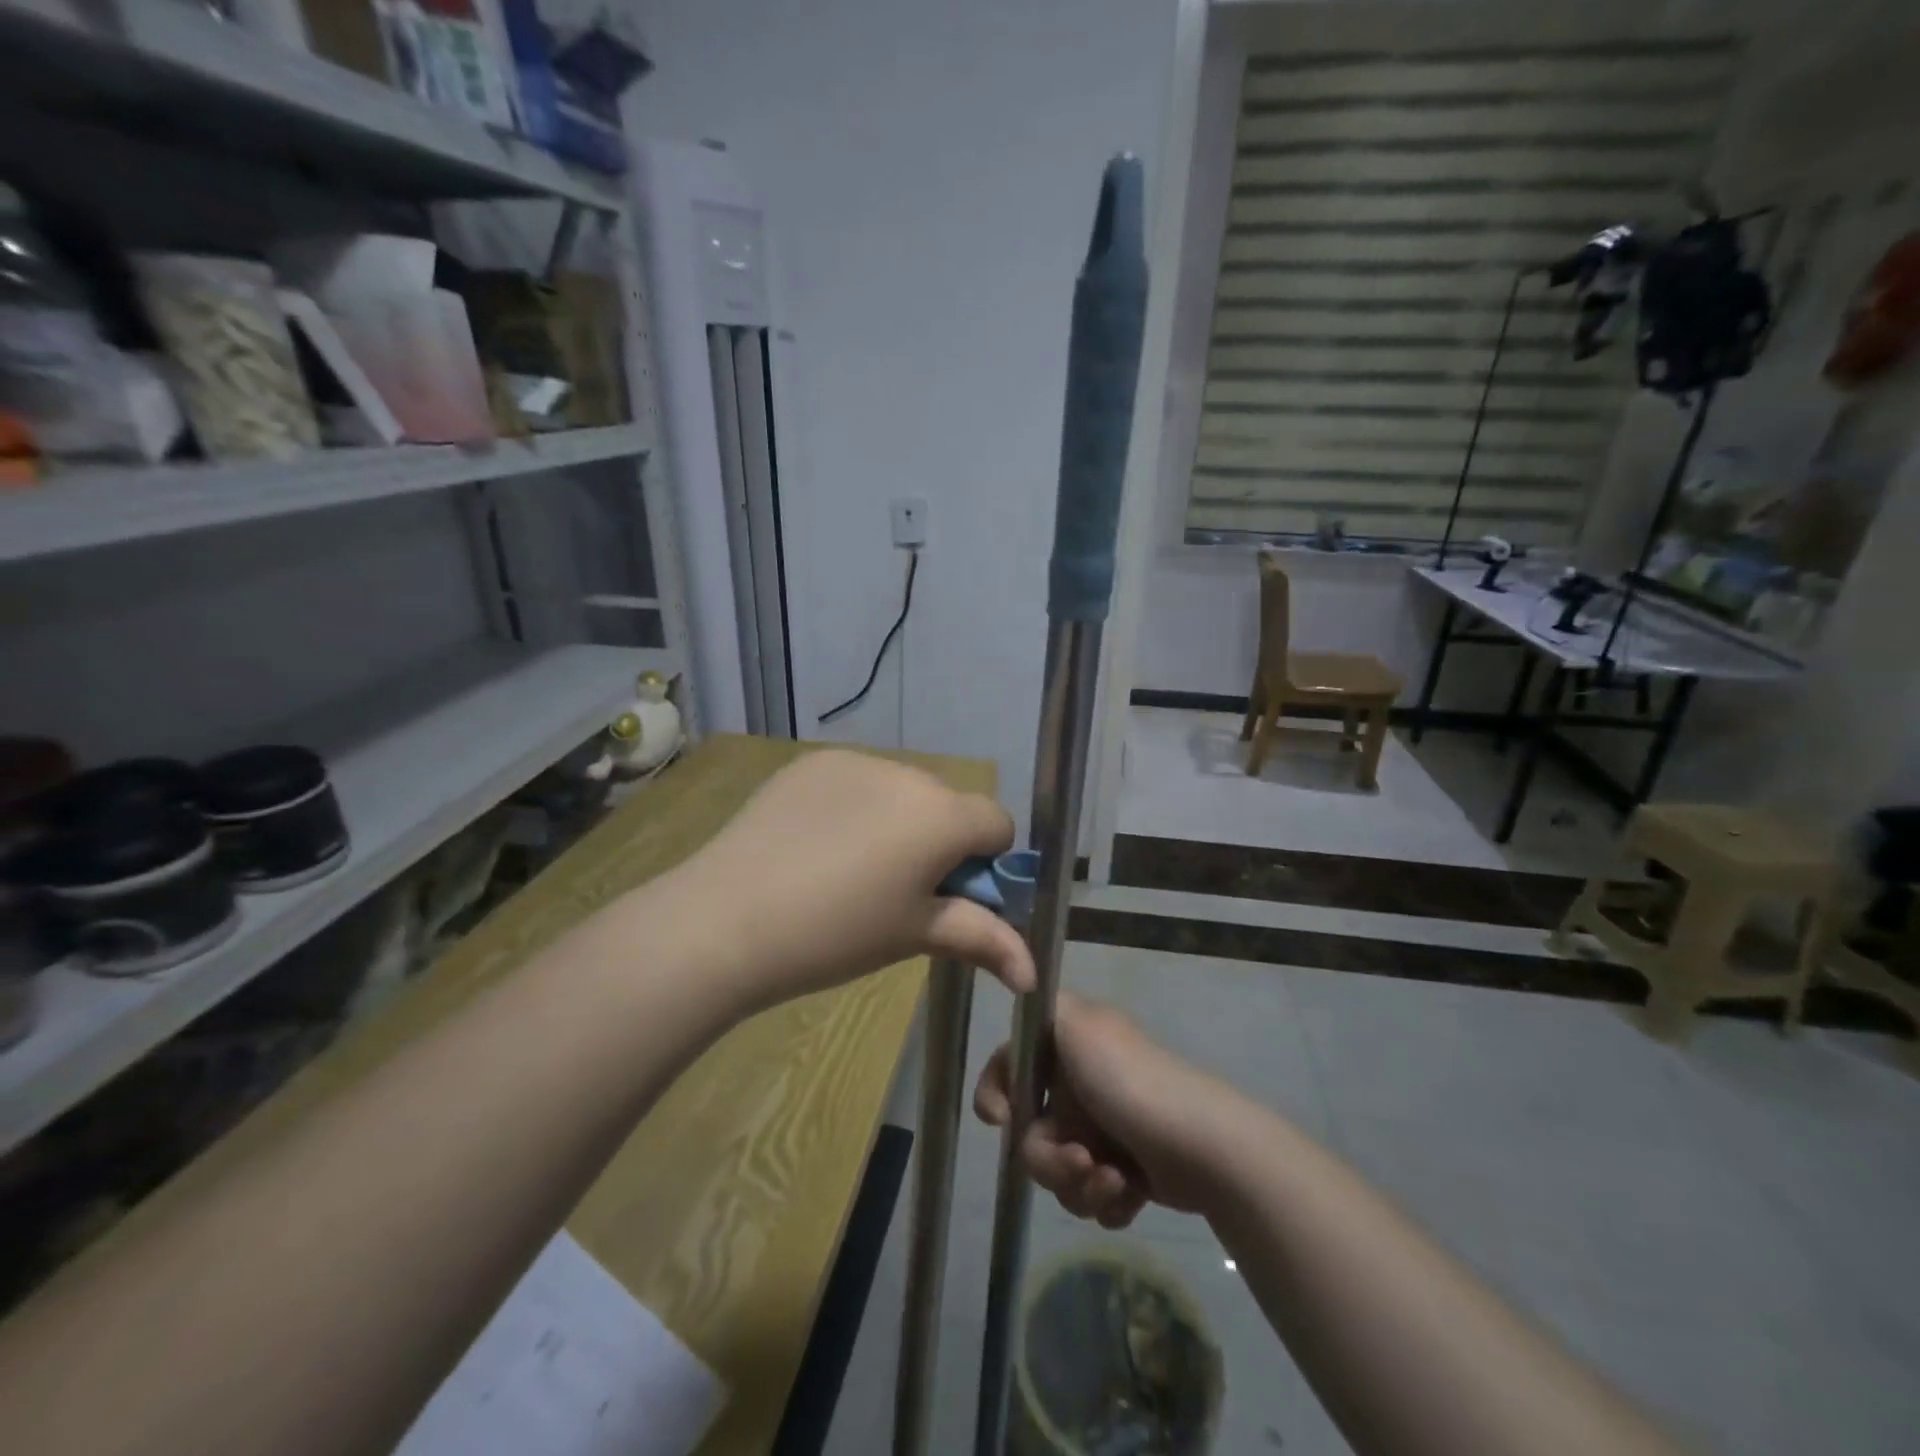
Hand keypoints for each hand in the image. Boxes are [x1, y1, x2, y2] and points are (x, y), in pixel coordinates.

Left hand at [675, 749, 1034, 1007]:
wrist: (725, 918)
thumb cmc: (835, 934)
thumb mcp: (914, 935)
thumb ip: (982, 940)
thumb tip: (1033, 974)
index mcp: (941, 814)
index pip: (997, 823)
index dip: (985, 863)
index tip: (948, 896)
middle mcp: (907, 773)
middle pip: (948, 805)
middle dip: (940, 842)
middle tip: (897, 891)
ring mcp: (855, 761)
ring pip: (902, 791)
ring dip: (898, 821)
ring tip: (848, 869)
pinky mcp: (812, 762)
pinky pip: (856, 780)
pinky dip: (854, 806)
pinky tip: (816, 844)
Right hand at [974, 993, 1226, 1227]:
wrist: (1203, 1147)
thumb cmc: (1131, 1082)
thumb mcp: (1077, 1024)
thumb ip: (1042, 1008)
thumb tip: (1025, 1001)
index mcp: (1067, 1045)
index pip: (1010, 1064)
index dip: (995, 1092)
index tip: (1002, 1120)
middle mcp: (1079, 1083)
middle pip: (1030, 1131)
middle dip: (1049, 1156)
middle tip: (1081, 1159)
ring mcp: (1101, 1129)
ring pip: (1055, 1170)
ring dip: (1078, 1183)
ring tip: (1115, 1182)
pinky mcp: (1123, 1171)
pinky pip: (1087, 1195)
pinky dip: (1104, 1200)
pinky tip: (1130, 1194)